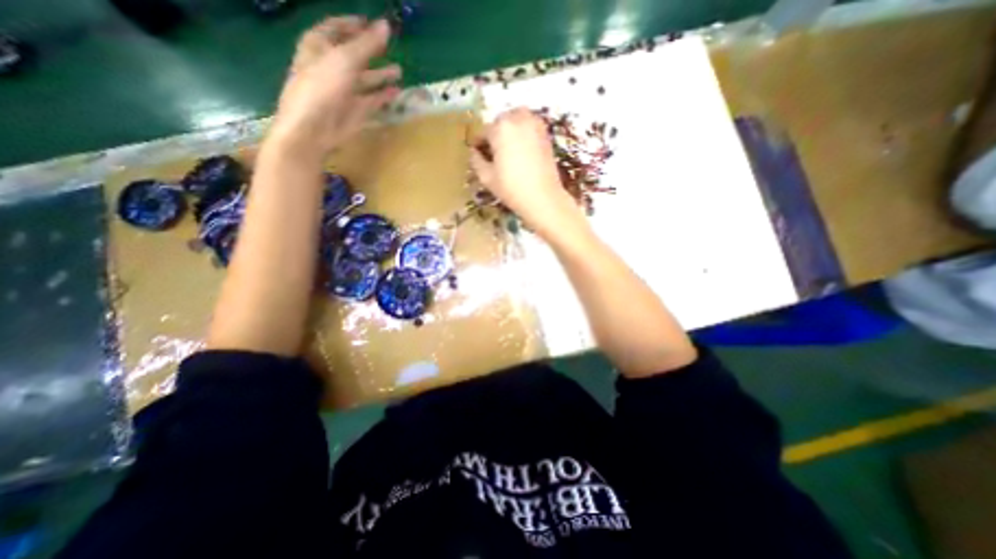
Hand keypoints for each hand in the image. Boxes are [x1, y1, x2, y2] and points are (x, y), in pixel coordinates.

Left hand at [270, 18, 400, 157]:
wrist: (315, 128)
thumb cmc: (322, 86)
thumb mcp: (345, 59)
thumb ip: (367, 44)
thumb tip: (386, 25)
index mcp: (319, 47)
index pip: (335, 29)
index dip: (352, 25)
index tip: (371, 23)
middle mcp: (332, 67)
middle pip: (353, 54)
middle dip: (371, 51)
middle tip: (389, 47)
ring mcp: (345, 90)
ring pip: (366, 79)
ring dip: (381, 75)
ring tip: (399, 71)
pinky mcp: (355, 110)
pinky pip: (373, 100)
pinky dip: (384, 96)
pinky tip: (397, 92)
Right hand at [472, 109, 585, 240]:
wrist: (543, 197)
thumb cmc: (511, 188)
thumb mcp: (486, 177)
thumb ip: (476, 160)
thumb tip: (474, 152)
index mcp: (500, 128)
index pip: (483, 132)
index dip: (478, 144)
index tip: (477, 154)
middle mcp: (518, 119)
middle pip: (500, 122)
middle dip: (495, 134)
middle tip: (494, 153)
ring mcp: (535, 124)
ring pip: (517, 119)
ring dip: (510, 129)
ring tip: (508, 149)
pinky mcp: (546, 133)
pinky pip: (530, 125)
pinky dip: (523, 132)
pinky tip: (522, 150)